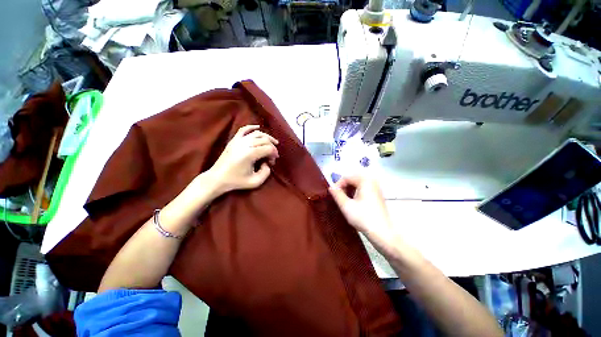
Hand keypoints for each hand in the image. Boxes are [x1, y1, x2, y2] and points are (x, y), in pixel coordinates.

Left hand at [207, 125, 278, 194]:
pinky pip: (244, 129)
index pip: (268, 148)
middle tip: (272, 157)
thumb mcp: (255, 182)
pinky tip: (258, 127)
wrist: (217, 178)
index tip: (272, 162)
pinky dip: (252, 127)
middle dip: (272, 147)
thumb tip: (267, 163)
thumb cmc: (236, 181)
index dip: (274, 154)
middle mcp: (245, 144)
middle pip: (265, 140)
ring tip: (273, 143)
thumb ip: (266, 172)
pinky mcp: (233, 140)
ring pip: (257, 133)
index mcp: (250, 154)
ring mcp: (238, 141)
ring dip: (267, 137)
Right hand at [329, 175, 395, 244]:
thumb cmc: (363, 218)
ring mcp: (377, 189)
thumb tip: (331, 187)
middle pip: (353, 179)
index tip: (333, 194)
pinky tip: (354, 202)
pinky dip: (357, 192)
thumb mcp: (346, 206)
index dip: (338, 184)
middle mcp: (372, 182)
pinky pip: (365, 189)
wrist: (382, 233)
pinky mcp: (378, 196)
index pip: (347, 177)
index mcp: (365, 181)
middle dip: (344, 186)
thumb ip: (337, 194)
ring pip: (359, 184)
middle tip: (339, 196)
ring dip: (350, 189)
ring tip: (345, 199)